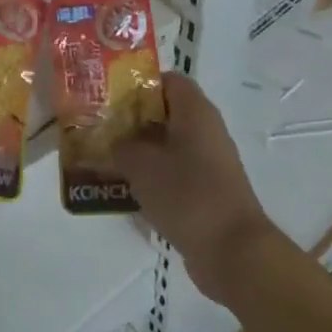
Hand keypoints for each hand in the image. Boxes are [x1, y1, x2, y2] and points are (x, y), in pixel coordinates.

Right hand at [117, 73, 282, 306]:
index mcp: (195, 111)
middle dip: (132, 120)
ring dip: (139, 152)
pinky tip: (125, 191)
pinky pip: (174, 174)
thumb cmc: (186, 194)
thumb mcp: (141, 165)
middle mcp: (205, 130)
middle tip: (99, 128)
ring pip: (167, 146)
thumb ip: (120, 147)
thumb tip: (112, 144)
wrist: (232, 251)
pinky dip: (152, 178)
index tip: (110, 95)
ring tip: (104, 160)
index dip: (138, 83)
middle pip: (165, 113)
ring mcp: (208, 163)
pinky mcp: (206, 192)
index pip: (167, 80)